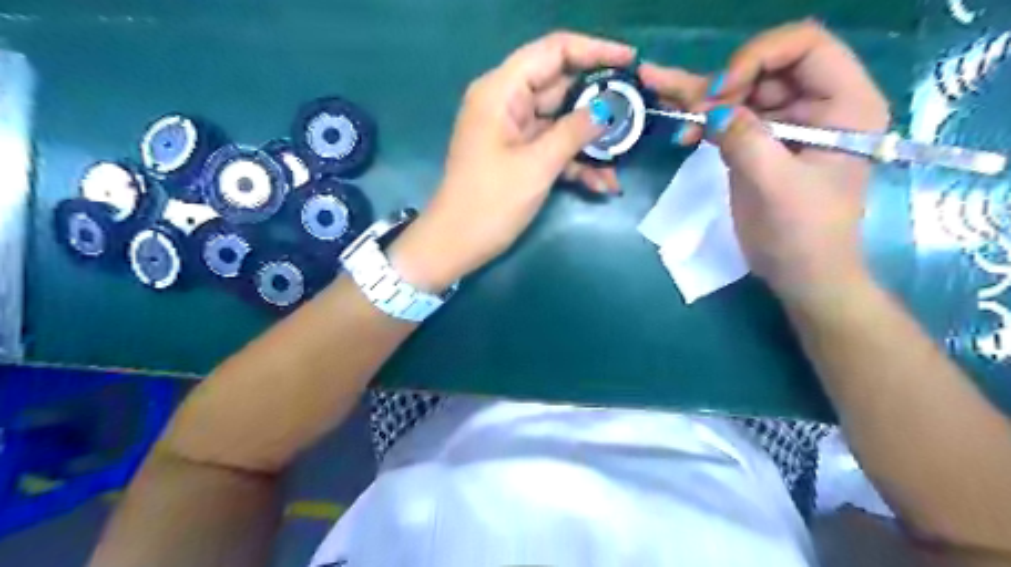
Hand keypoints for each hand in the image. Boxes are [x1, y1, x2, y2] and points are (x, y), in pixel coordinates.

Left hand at [392, 30, 633, 291]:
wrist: (456, 244)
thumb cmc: (490, 202)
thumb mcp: (537, 166)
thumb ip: (574, 132)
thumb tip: (606, 110)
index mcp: (501, 91)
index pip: (553, 51)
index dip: (594, 51)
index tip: (631, 62)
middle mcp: (507, 103)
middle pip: (560, 87)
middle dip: (598, 103)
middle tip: (636, 114)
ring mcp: (512, 131)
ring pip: (560, 122)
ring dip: (590, 142)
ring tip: (623, 158)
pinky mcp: (517, 156)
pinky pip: (552, 148)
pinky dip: (575, 163)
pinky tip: (602, 183)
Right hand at [644, 23, 886, 306]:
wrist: (800, 274)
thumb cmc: (803, 235)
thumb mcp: (776, 187)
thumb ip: (747, 141)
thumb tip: (712, 111)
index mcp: (844, 104)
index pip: (804, 46)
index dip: (758, 58)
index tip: (722, 94)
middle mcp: (817, 103)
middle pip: (765, 67)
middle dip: (723, 85)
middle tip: (690, 112)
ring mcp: (786, 123)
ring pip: (741, 91)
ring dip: (703, 98)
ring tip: (664, 96)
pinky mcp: (760, 142)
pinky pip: (730, 118)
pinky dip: (702, 119)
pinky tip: (681, 124)